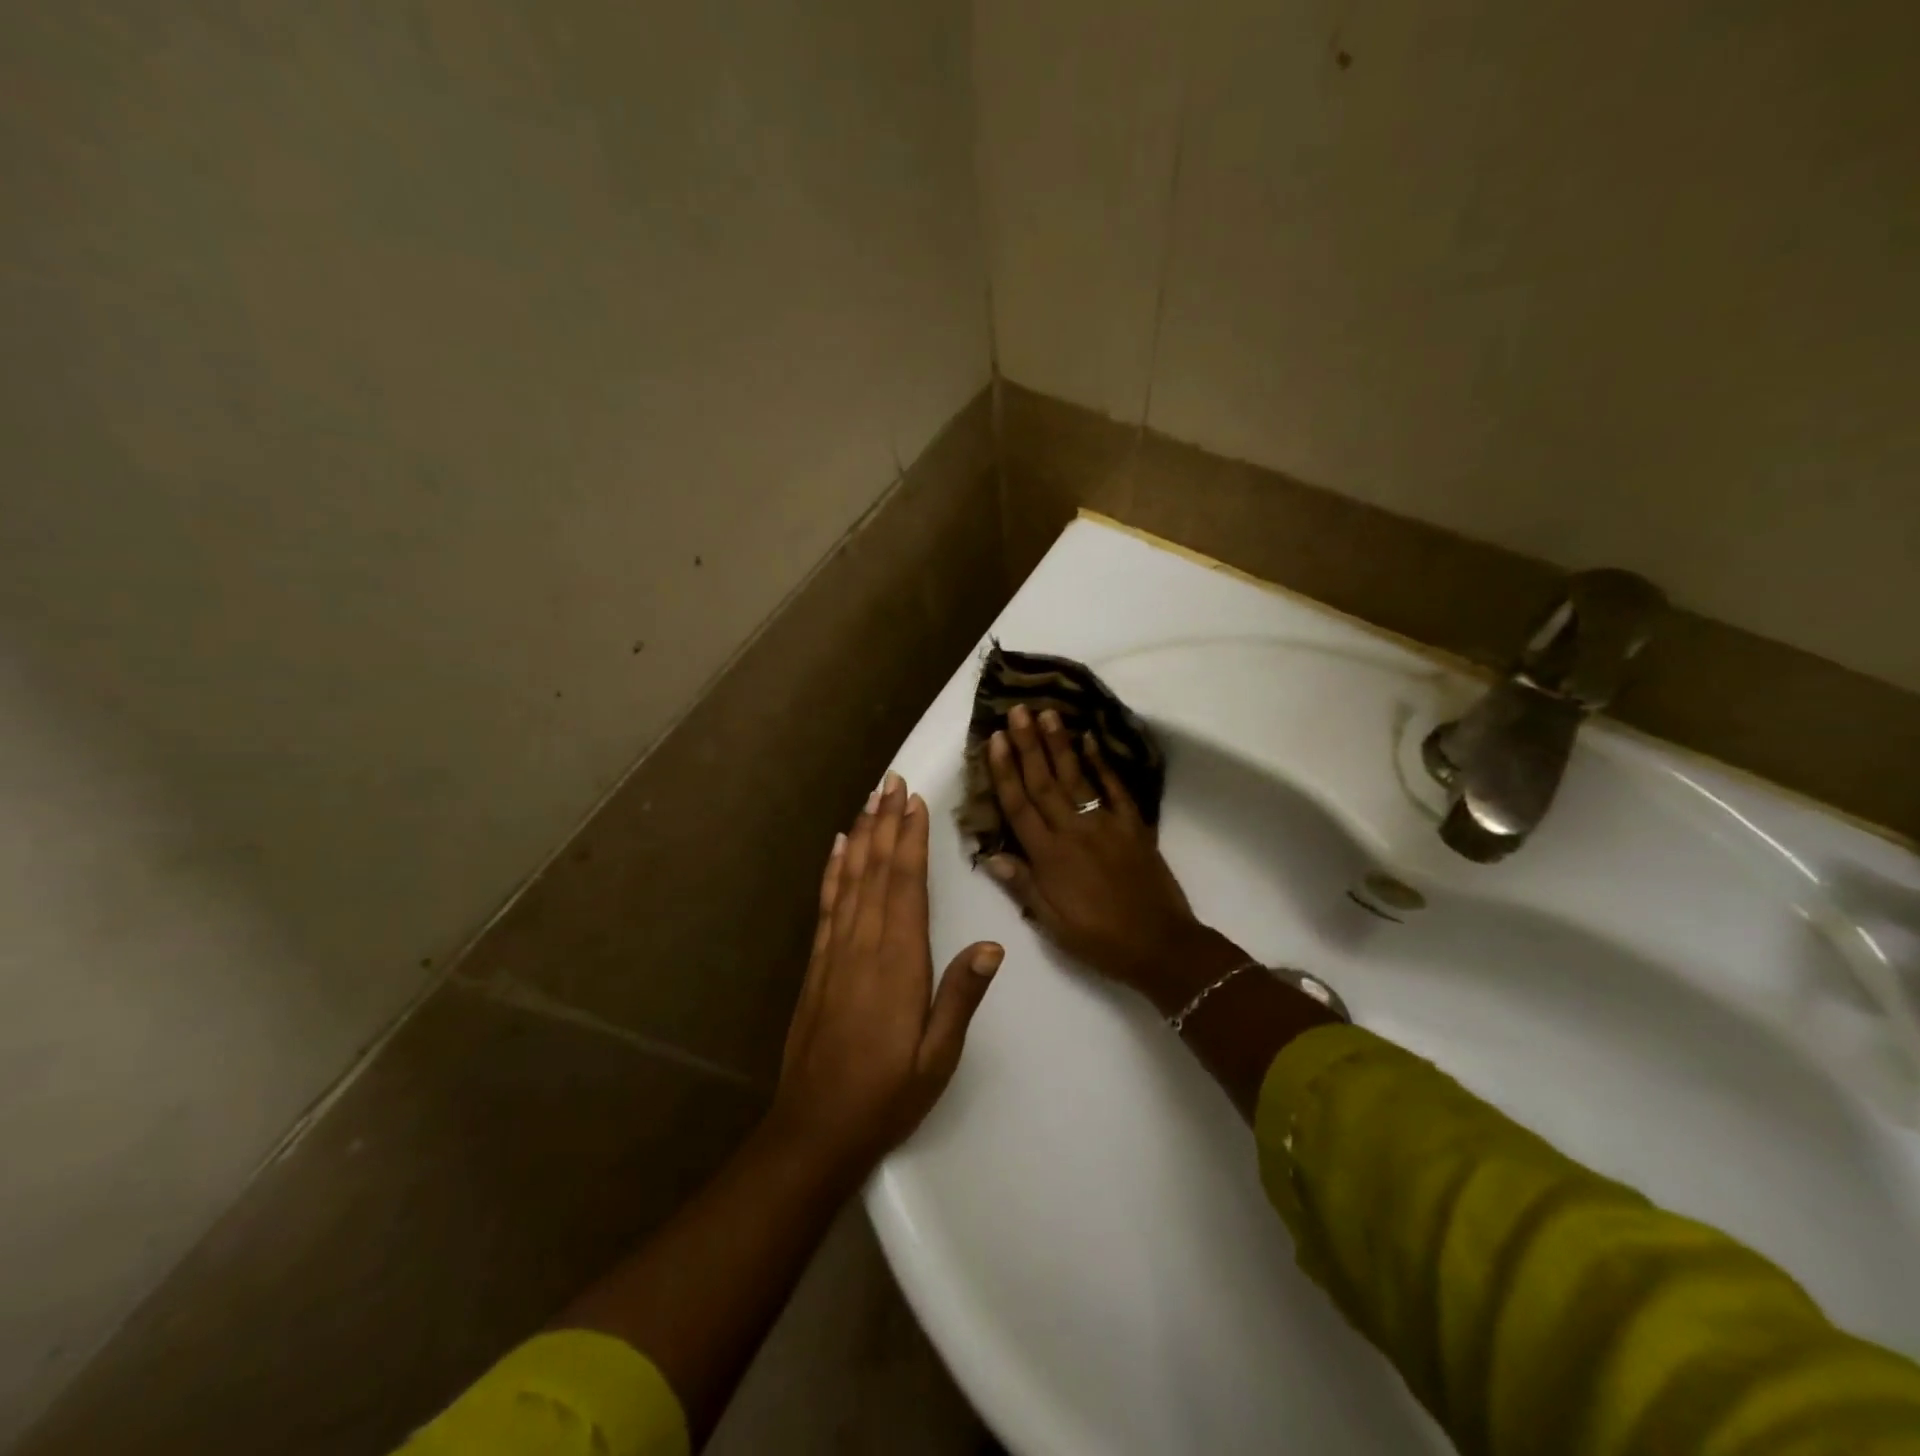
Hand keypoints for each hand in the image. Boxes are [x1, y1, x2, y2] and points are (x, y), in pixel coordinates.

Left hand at [769, 770, 1003, 1177]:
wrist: (815, 1129)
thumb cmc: (887, 1094)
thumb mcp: (938, 1055)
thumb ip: (961, 996)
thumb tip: (992, 945)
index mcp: (898, 962)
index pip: (904, 885)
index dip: (909, 839)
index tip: (914, 801)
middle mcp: (863, 945)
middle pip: (875, 870)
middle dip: (885, 822)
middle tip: (892, 781)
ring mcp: (835, 952)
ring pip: (848, 879)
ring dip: (860, 836)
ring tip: (870, 799)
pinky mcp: (818, 964)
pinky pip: (826, 905)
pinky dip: (832, 871)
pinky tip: (836, 848)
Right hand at [984, 704, 1225, 1008]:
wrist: (1160, 945)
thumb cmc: (1098, 939)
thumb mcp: (1052, 923)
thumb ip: (1023, 885)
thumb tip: (991, 855)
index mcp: (1048, 857)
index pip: (1019, 806)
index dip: (1005, 771)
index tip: (996, 738)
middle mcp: (1073, 831)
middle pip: (1044, 782)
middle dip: (1028, 745)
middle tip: (1019, 710)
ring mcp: (1105, 824)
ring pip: (1076, 777)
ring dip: (1060, 744)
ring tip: (1048, 713)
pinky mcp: (1133, 825)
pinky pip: (1115, 788)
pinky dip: (1103, 763)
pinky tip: (1091, 739)